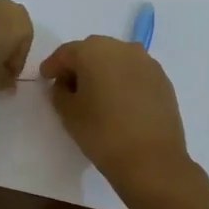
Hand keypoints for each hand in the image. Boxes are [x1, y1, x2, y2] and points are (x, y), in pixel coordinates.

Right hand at [41, 35, 193, 194]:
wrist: (152, 160)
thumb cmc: (102, 133)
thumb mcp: (68, 113)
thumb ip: (60, 92)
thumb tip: (65, 85)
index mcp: (94, 51)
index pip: (66, 53)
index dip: (53, 66)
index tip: (45, 78)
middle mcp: (122, 48)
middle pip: (92, 51)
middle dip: (78, 66)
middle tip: (68, 87)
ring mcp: (146, 62)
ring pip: (116, 60)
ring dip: (103, 71)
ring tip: (96, 95)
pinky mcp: (163, 79)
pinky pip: (134, 73)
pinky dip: (123, 81)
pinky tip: (119, 101)